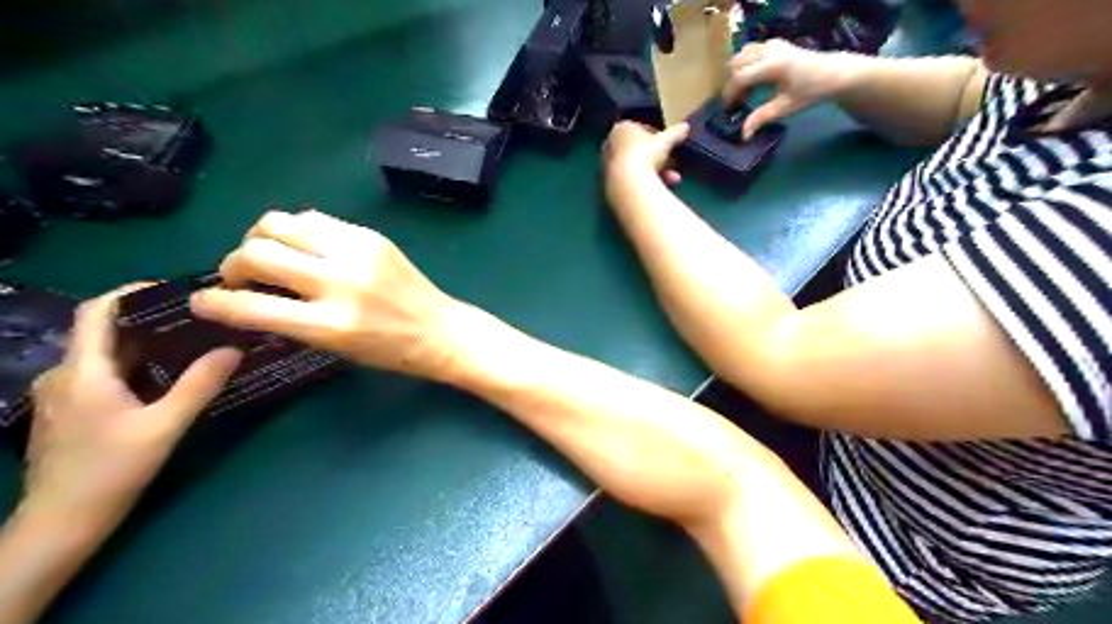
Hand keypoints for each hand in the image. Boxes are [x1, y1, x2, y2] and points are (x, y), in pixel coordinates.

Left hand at [21, 286, 240, 534]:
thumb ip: (200, 384)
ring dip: (146, 344)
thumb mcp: (165, 426)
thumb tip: (234, 348)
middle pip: (105, 332)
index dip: (131, 292)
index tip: (175, 289)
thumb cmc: (111, 471)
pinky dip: (136, 365)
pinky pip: (104, 374)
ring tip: (191, 343)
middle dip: (151, 319)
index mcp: (83, 371)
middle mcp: (65, 375)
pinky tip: (166, 377)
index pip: (97, 312)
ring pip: (106, 355)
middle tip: (198, 318)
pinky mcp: (69, 412)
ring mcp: (62, 395)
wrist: (61, 524)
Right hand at [191, 213, 464, 381]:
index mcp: (330, 325)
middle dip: (233, 263)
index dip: (214, 303)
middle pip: (257, 251)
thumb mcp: (335, 348)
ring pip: (280, 222)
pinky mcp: (370, 236)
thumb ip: (291, 321)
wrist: (440, 329)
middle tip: (240, 275)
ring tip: (269, 254)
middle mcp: (340, 283)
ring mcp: (357, 253)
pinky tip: (303, 246)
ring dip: (261, 237)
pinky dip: (297, 230)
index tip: (201, 301)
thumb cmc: (390, 351)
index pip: (251, 307)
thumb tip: (247, 298)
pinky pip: (315, 218)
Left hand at [604, 119, 693, 190]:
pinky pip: (632, 180)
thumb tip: (685, 126)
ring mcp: (608, 166)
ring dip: (656, 172)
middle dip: (658, 158)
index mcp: (621, 129)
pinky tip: (659, 189)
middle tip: (673, 164)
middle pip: (638, 151)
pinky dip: (645, 182)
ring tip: (673, 179)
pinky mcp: (610, 183)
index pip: (640, 129)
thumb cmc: (645, 154)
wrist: (628, 184)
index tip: (668, 145)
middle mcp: (610, 145)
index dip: (657, 137)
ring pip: (637, 167)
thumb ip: (675, 133)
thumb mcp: (665, 142)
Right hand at [728, 38, 848, 138]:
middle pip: (736, 64)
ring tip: (744, 91)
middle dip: (732, 83)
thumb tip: (743, 135)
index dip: (730, 93)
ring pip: (741, 55)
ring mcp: (771, 44)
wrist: (832, 72)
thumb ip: (762, 118)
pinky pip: (750, 51)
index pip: (740, 77)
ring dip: (737, 73)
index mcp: (773, 65)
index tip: (729, 108)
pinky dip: (745, 64)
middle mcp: (770, 50)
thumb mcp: (785, 108)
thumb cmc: (810, 91)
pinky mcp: (773, 43)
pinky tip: (752, 79)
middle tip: (737, 101)